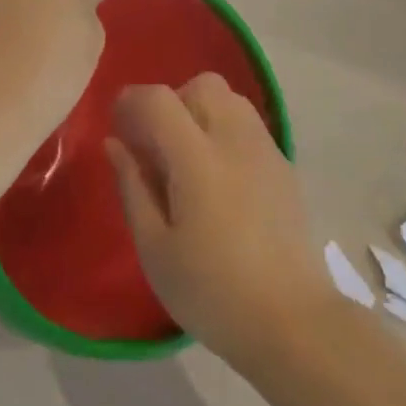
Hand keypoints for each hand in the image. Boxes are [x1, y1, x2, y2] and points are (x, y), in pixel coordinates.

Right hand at [107, 75, 338, 365]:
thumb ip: (133, 186)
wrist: (290, 320)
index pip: (160, 99)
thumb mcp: (155, 247)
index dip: (132, 101)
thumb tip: (115, 144)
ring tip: (187, 159)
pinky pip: (249, 124)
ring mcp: (267, 150)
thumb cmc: (211, 291)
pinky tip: (218, 177)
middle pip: (201, 85)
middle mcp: (236, 141)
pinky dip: (225, 129)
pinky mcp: (285, 166)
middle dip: (171, 102)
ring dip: (201, 111)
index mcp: (199, 159)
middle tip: (155, 146)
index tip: (118, 125)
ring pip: (230, 99)